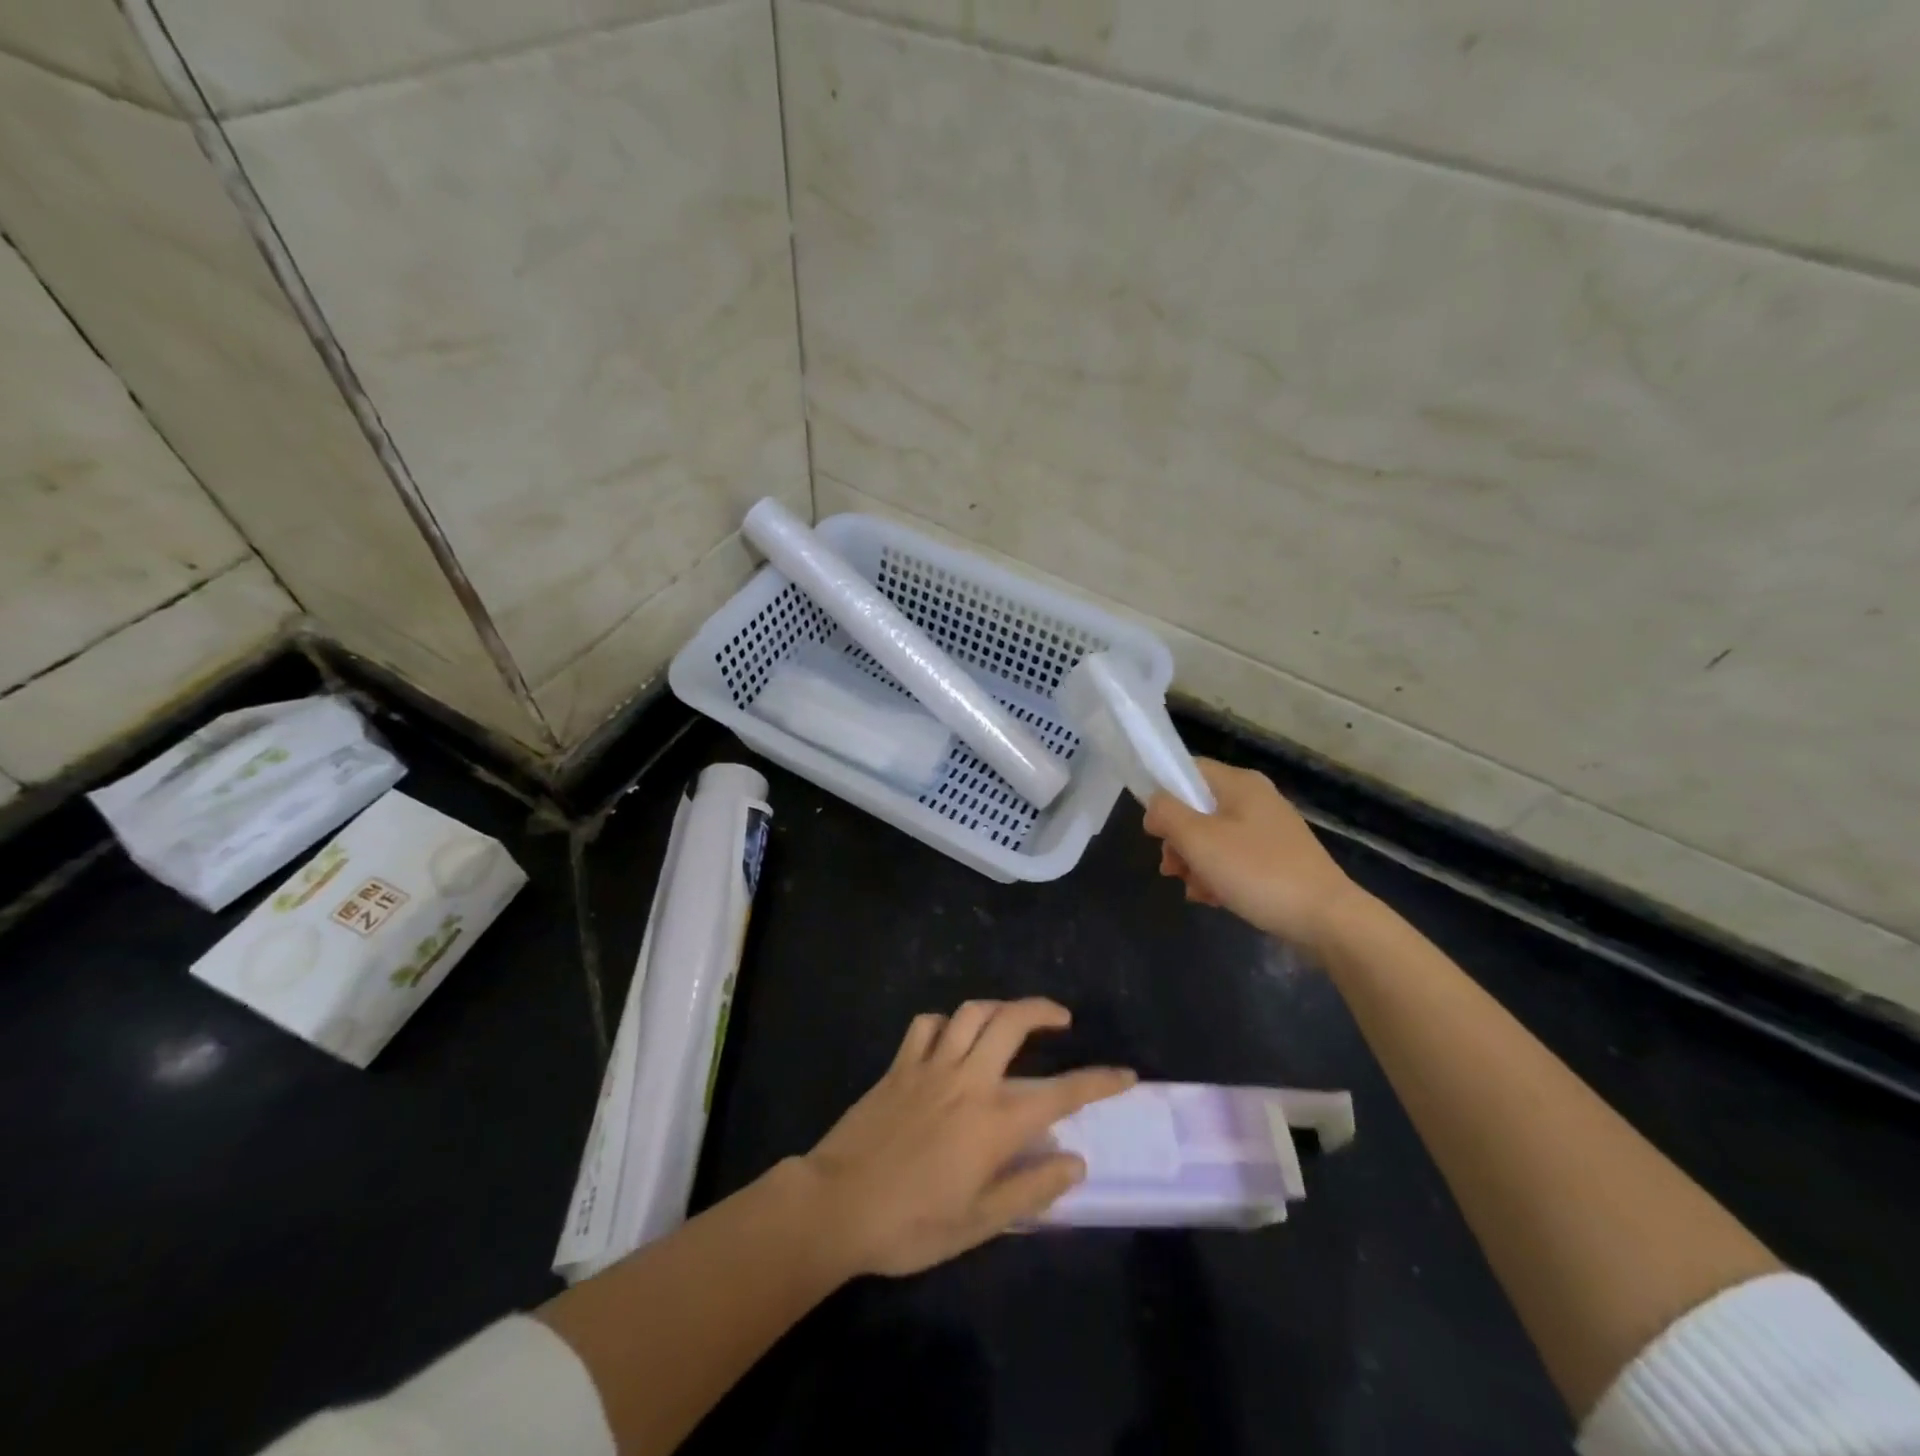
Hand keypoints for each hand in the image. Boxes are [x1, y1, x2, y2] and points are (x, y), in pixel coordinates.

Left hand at [800, 999, 1134, 1276]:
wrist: (836, 1204)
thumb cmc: (911, 1224)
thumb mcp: (978, 1223)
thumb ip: (1031, 1188)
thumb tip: (1074, 1161)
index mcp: (992, 1122)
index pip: (1059, 1094)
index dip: (1098, 1082)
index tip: (1125, 1075)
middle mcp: (967, 1080)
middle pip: (1012, 1022)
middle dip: (1043, 1010)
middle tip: (1061, 1019)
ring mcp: (930, 1066)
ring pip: (972, 1012)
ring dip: (999, 1007)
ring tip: (1012, 1020)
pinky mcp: (899, 1065)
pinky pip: (928, 1025)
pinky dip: (947, 1023)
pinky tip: (951, 1038)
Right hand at [1142, 758, 1365, 950]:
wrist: (1327, 919)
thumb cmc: (1257, 871)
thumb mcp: (1199, 840)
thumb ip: (1167, 814)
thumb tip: (1155, 806)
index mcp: (1239, 783)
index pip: (1187, 770)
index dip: (1163, 796)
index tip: (1154, 830)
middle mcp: (1255, 799)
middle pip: (1197, 809)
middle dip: (1177, 840)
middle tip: (1172, 869)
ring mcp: (1269, 830)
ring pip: (1213, 838)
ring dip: (1195, 863)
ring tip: (1196, 891)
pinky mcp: (1278, 859)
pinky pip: (1234, 859)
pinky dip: (1219, 876)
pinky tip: (1214, 900)